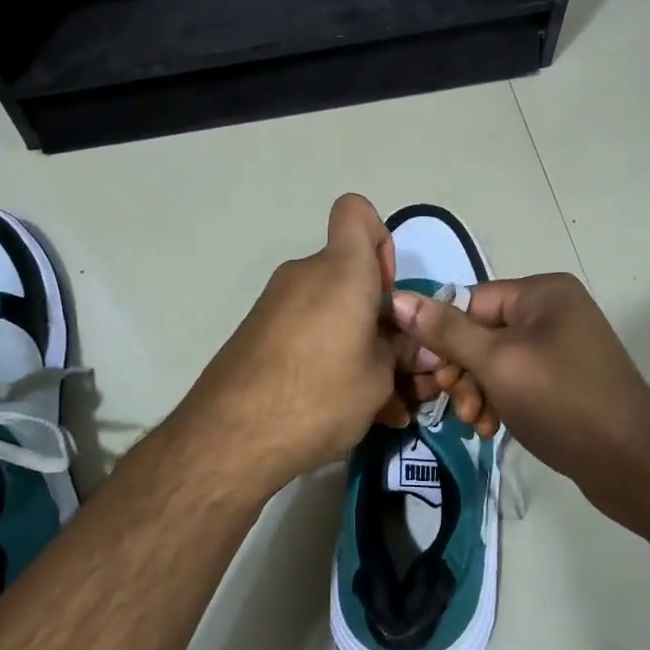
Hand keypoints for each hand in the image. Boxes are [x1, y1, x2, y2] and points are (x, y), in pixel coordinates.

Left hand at [167, 194, 409, 498]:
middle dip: (377, 314)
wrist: (230, 438)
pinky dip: (327, 357)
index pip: (356, 211)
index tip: (387, 291)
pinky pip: (306, 332)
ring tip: (378, 402)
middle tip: (397, 367)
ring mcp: (275, 304)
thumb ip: (401, 353)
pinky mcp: (257, 333)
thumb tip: (420, 347)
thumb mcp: (379, 379)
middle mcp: (304, 275)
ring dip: (356, 345)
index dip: (379, 240)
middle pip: (349, 274)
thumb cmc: (319, 395)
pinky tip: (342, 407)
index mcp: (340, 271)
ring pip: (330, 311)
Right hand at [389, 273, 649, 508]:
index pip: (471, 302)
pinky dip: (499, 401)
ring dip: (477, 391)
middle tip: (456, 404)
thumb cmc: (561, 401)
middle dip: (463, 371)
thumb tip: (399, 298)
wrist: (632, 463)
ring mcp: (561, 347)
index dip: (445, 339)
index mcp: (542, 293)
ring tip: (477, 423)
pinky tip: (493, 428)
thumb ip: (446, 331)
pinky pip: (517, 380)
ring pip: (495, 361)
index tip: (431, 377)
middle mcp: (553, 311)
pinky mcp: (564, 380)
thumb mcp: (497, 363)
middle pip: (481, 332)